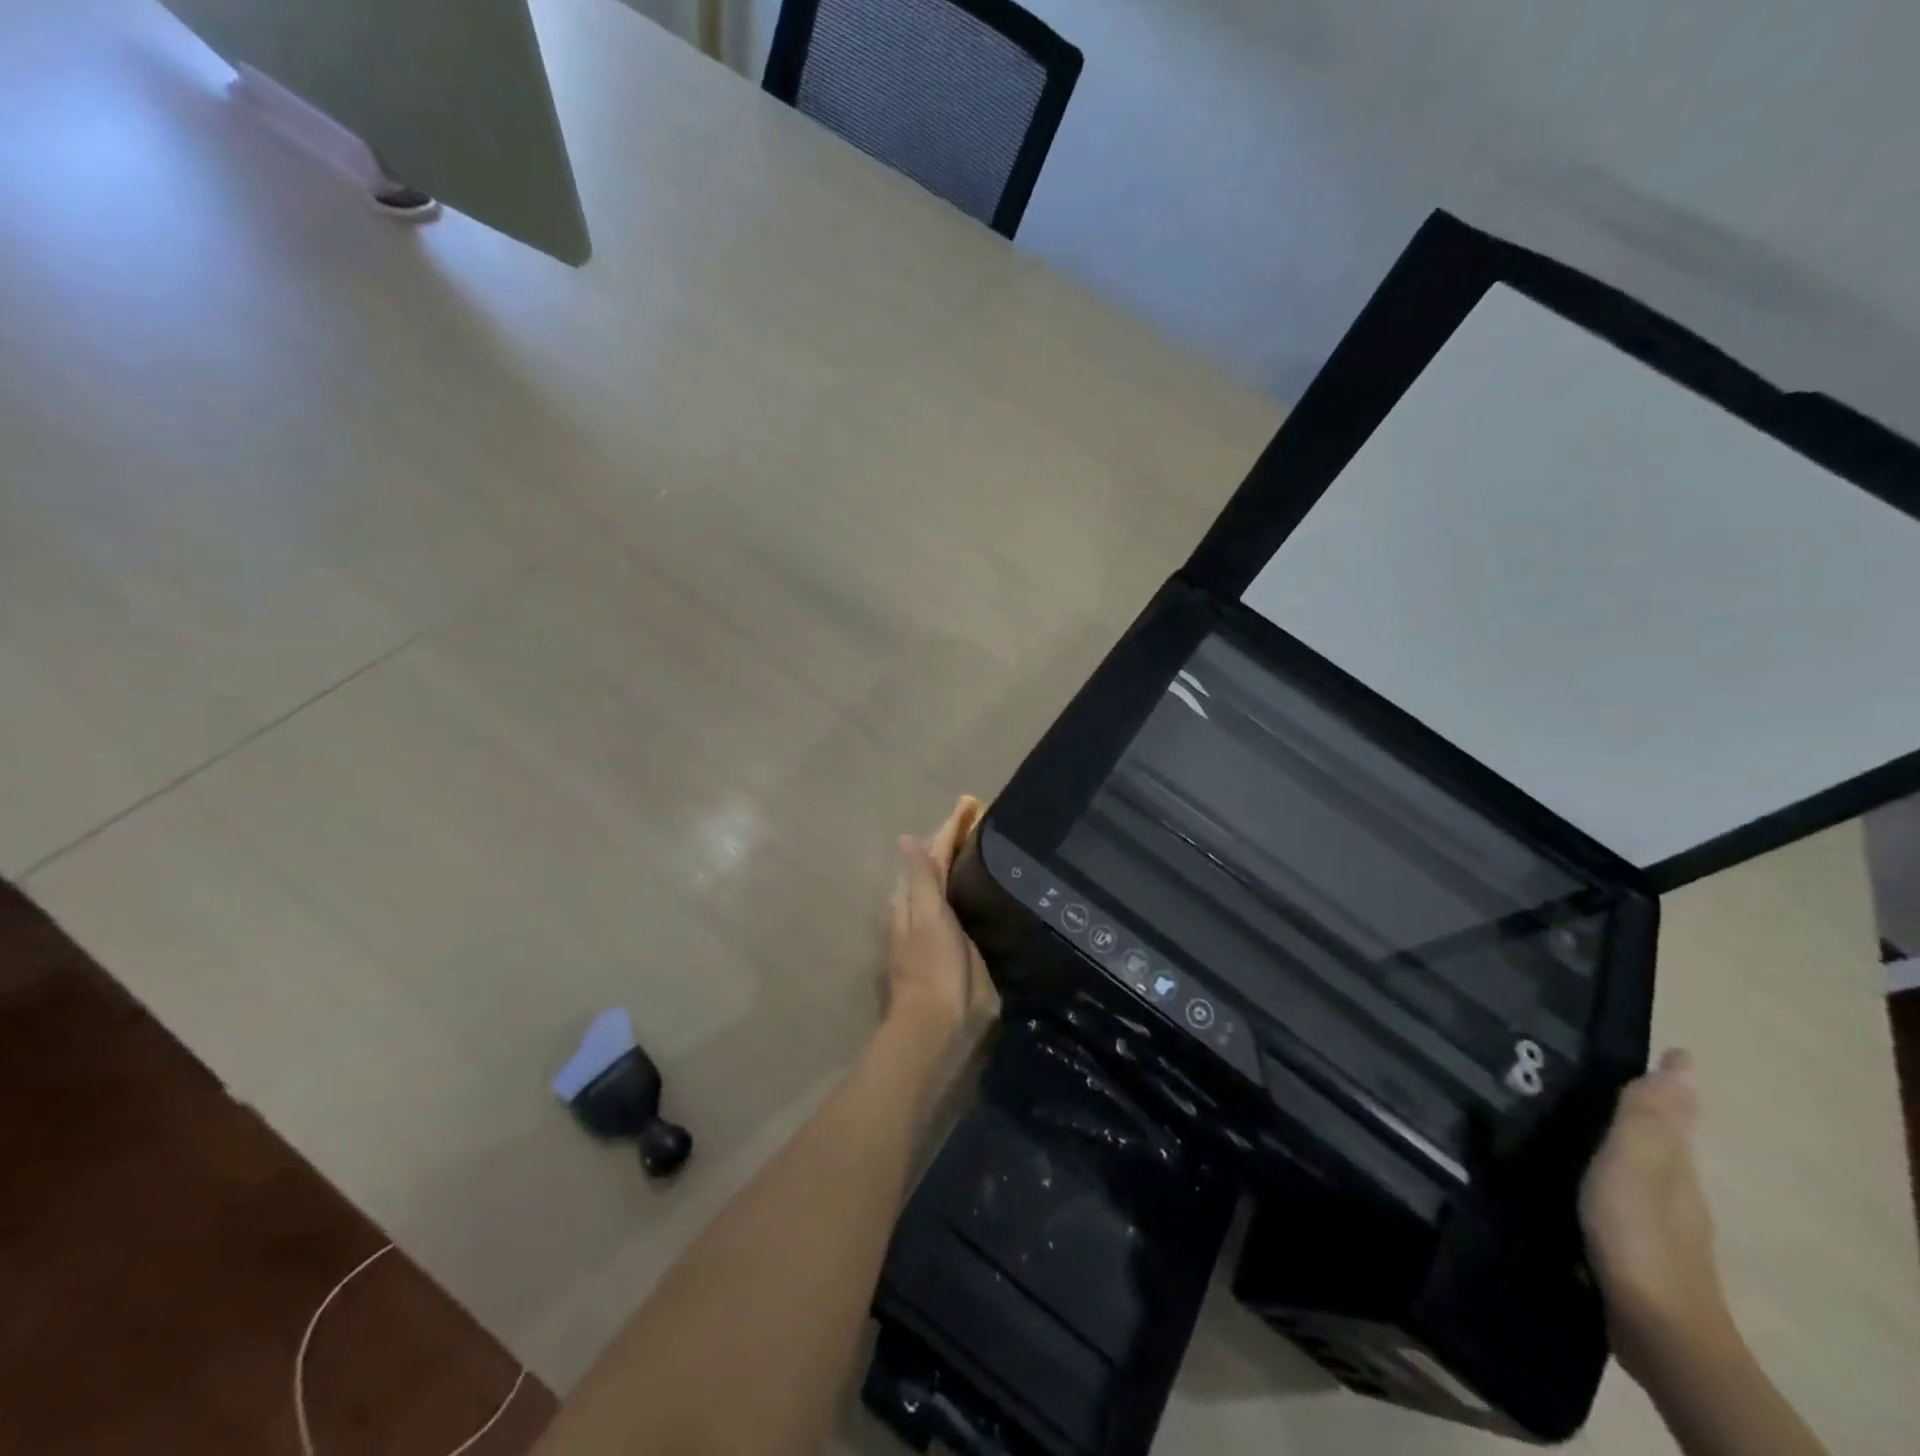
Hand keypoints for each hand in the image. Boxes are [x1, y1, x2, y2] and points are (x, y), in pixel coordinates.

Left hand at [885, 797, 999, 1049]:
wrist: (941, 1024)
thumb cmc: (932, 966)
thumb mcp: (926, 917)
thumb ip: (921, 878)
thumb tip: (907, 837)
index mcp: (913, 899)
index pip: (930, 855)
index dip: (948, 831)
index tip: (969, 807)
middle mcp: (925, 911)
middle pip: (939, 869)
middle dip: (956, 845)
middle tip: (984, 823)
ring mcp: (942, 931)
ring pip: (951, 888)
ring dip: (965, 867)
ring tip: (991, 846)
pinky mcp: (962, 949)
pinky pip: (967, 909)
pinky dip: (975, 892)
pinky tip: (994, 887)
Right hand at [1580, 1049, 1734, 1383]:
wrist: (1653, 1326)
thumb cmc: (1639, 1232)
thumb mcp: (1637, 1164)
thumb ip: (1647, 1116)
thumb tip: (1681, 1062)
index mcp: (1672, 1163)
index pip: (1673, 1109)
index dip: (1669, 1080)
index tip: (1659, 1047)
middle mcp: (1670, 1187)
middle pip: (1659, 1136)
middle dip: (1640, 1105)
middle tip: (1600, 1068)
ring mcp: (1653, 1220)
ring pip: (1636, 1164)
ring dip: (1616, 1138)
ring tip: (1571, 1111)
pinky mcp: (1629, 1245)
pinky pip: (1614, 1190)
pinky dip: (1599, 1171)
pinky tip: (1567, 1170)